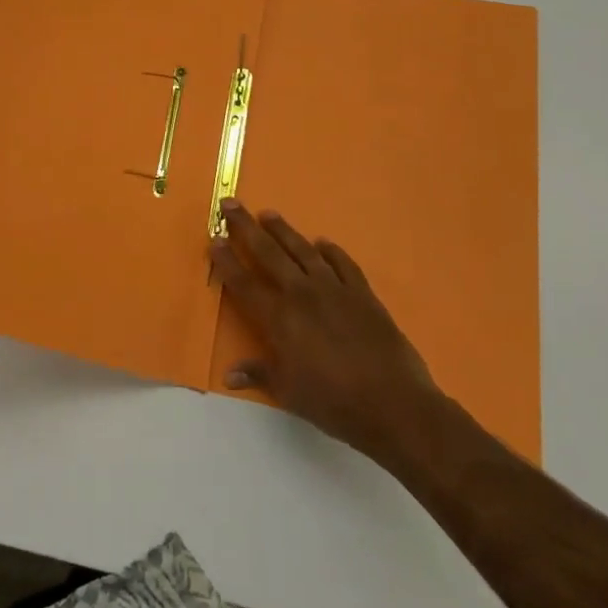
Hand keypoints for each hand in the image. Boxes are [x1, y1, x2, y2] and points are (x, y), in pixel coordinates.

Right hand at [209, 200, 438, 458]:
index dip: (226, 261)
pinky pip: (343, 264)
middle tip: (230, 204)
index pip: (243, 283)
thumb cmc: (334, 402)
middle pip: (267, 253)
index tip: (214, 239)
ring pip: (303, 250)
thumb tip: (229, 375)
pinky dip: (331, 251)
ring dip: (283, 230)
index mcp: (279, 318)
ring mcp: (335, 290)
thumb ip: (259, 375)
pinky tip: (323, 243)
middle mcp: (302, 294)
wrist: (394, 404)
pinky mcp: (363, 294)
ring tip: (268, 214)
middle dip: (245, 227)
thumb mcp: (289, 393)